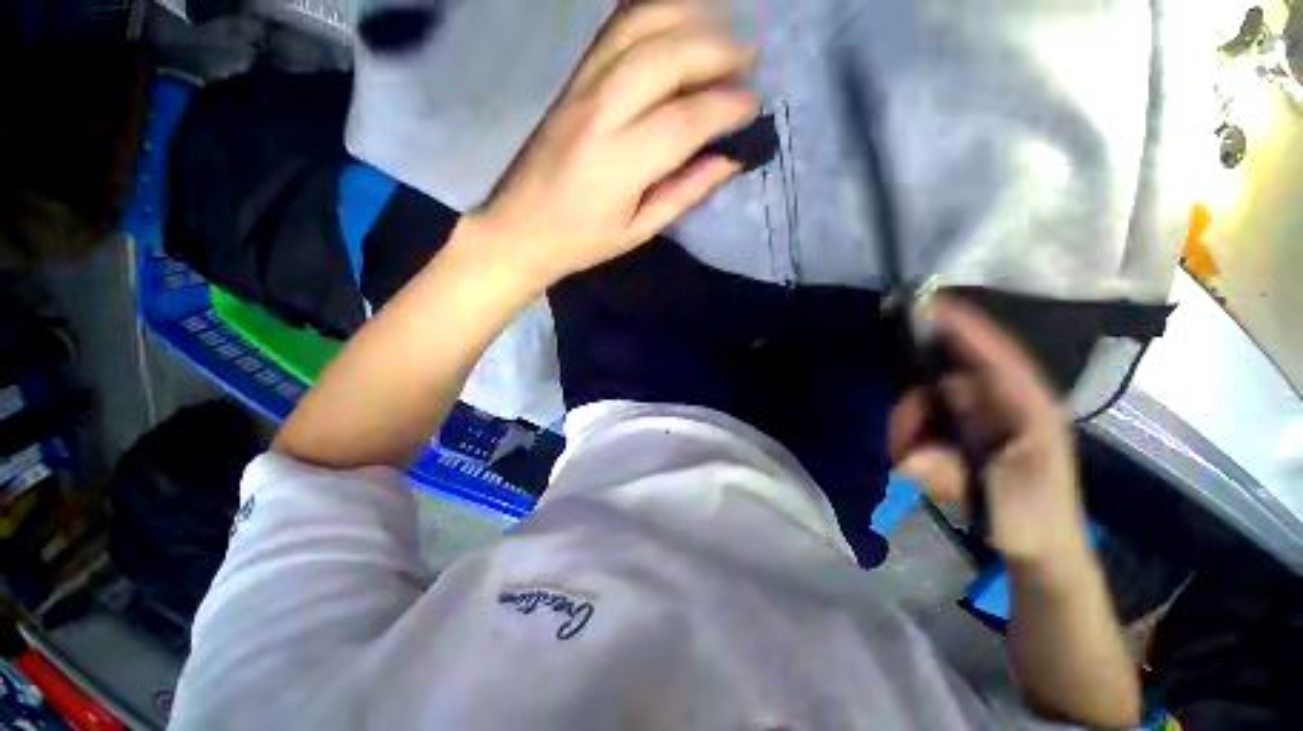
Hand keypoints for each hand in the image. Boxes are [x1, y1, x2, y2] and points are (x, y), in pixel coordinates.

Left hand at [472, 0, 758, 285]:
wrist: (518, 228)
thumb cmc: (580, 241)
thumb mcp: (638, 231)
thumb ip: (684, 192)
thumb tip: (729, 159)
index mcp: (620, 164)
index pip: (685, 119)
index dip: (727, 107)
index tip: (754, 107)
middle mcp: (600, 112)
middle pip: (666, 56)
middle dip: (717, 49)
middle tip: (749, 60)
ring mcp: (581, 87)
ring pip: (639, 25)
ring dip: (688, 18)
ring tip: (721, 32)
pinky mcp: (571, 80)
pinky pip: (614, 28)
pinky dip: (653, 14)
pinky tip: (678, 25)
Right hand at [888, 297, 1088, 568]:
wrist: (1040, 550)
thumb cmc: (1032, 520)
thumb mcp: (1011, 492)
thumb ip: (971, 454)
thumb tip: (924, 423)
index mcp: (1028, 406)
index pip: (993, 354)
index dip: (962, 326)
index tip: (927, 305)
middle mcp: (1003, 403)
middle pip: (942, 381)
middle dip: (914, 411)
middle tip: (904, 443)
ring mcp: (981, 417)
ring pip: (925, 404)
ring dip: (911, 434)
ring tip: (919, 470)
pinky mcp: (964, 432)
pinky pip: (924, 424)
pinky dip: (913, 444)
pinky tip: (927, 471)